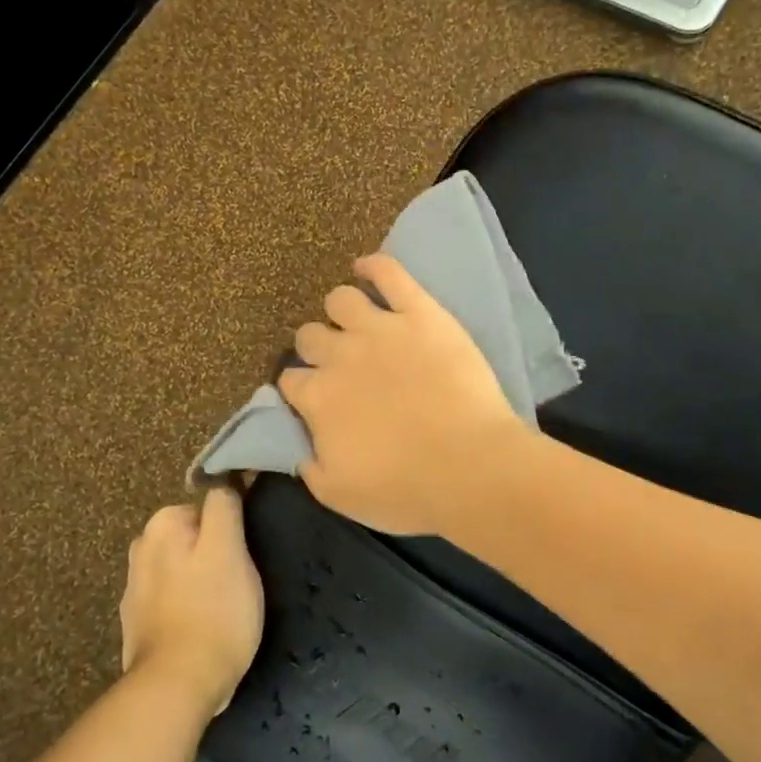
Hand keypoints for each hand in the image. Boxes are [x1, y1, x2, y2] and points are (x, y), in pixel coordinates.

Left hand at [120, 487, 263, 717]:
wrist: (177, 687)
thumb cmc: (213, 610)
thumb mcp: (229, 548)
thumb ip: (224, 505)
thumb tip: (225, 476)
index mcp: (162, 524)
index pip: (211, 506)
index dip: (233, 529)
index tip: (246, 554)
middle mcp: (141, 548)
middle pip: (195, 537)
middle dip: (216, 553)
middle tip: (239, 583)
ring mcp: (135, 588)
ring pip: (184, 568)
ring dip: (201, 581)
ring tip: (224, 609)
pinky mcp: (137, 623)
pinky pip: (173, 600)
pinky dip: (188, 606)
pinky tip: (203, 627)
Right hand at [279, 253, 529, 534]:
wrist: (470, 466)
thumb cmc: (406, 489)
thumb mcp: (340, 495)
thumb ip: (310, 466)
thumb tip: (300, 447)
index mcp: (317, 398)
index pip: (291, 380)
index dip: (300, 386)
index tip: (312, 396)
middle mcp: (339, 355)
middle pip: (310, 335)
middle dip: (317, 347)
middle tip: (339, 362)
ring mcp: (380, 327)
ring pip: (342, 300)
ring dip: (342, 310)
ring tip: (356, 321)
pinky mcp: (420, 312)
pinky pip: (389, 273)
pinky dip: (374, 266)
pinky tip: (367, 268)